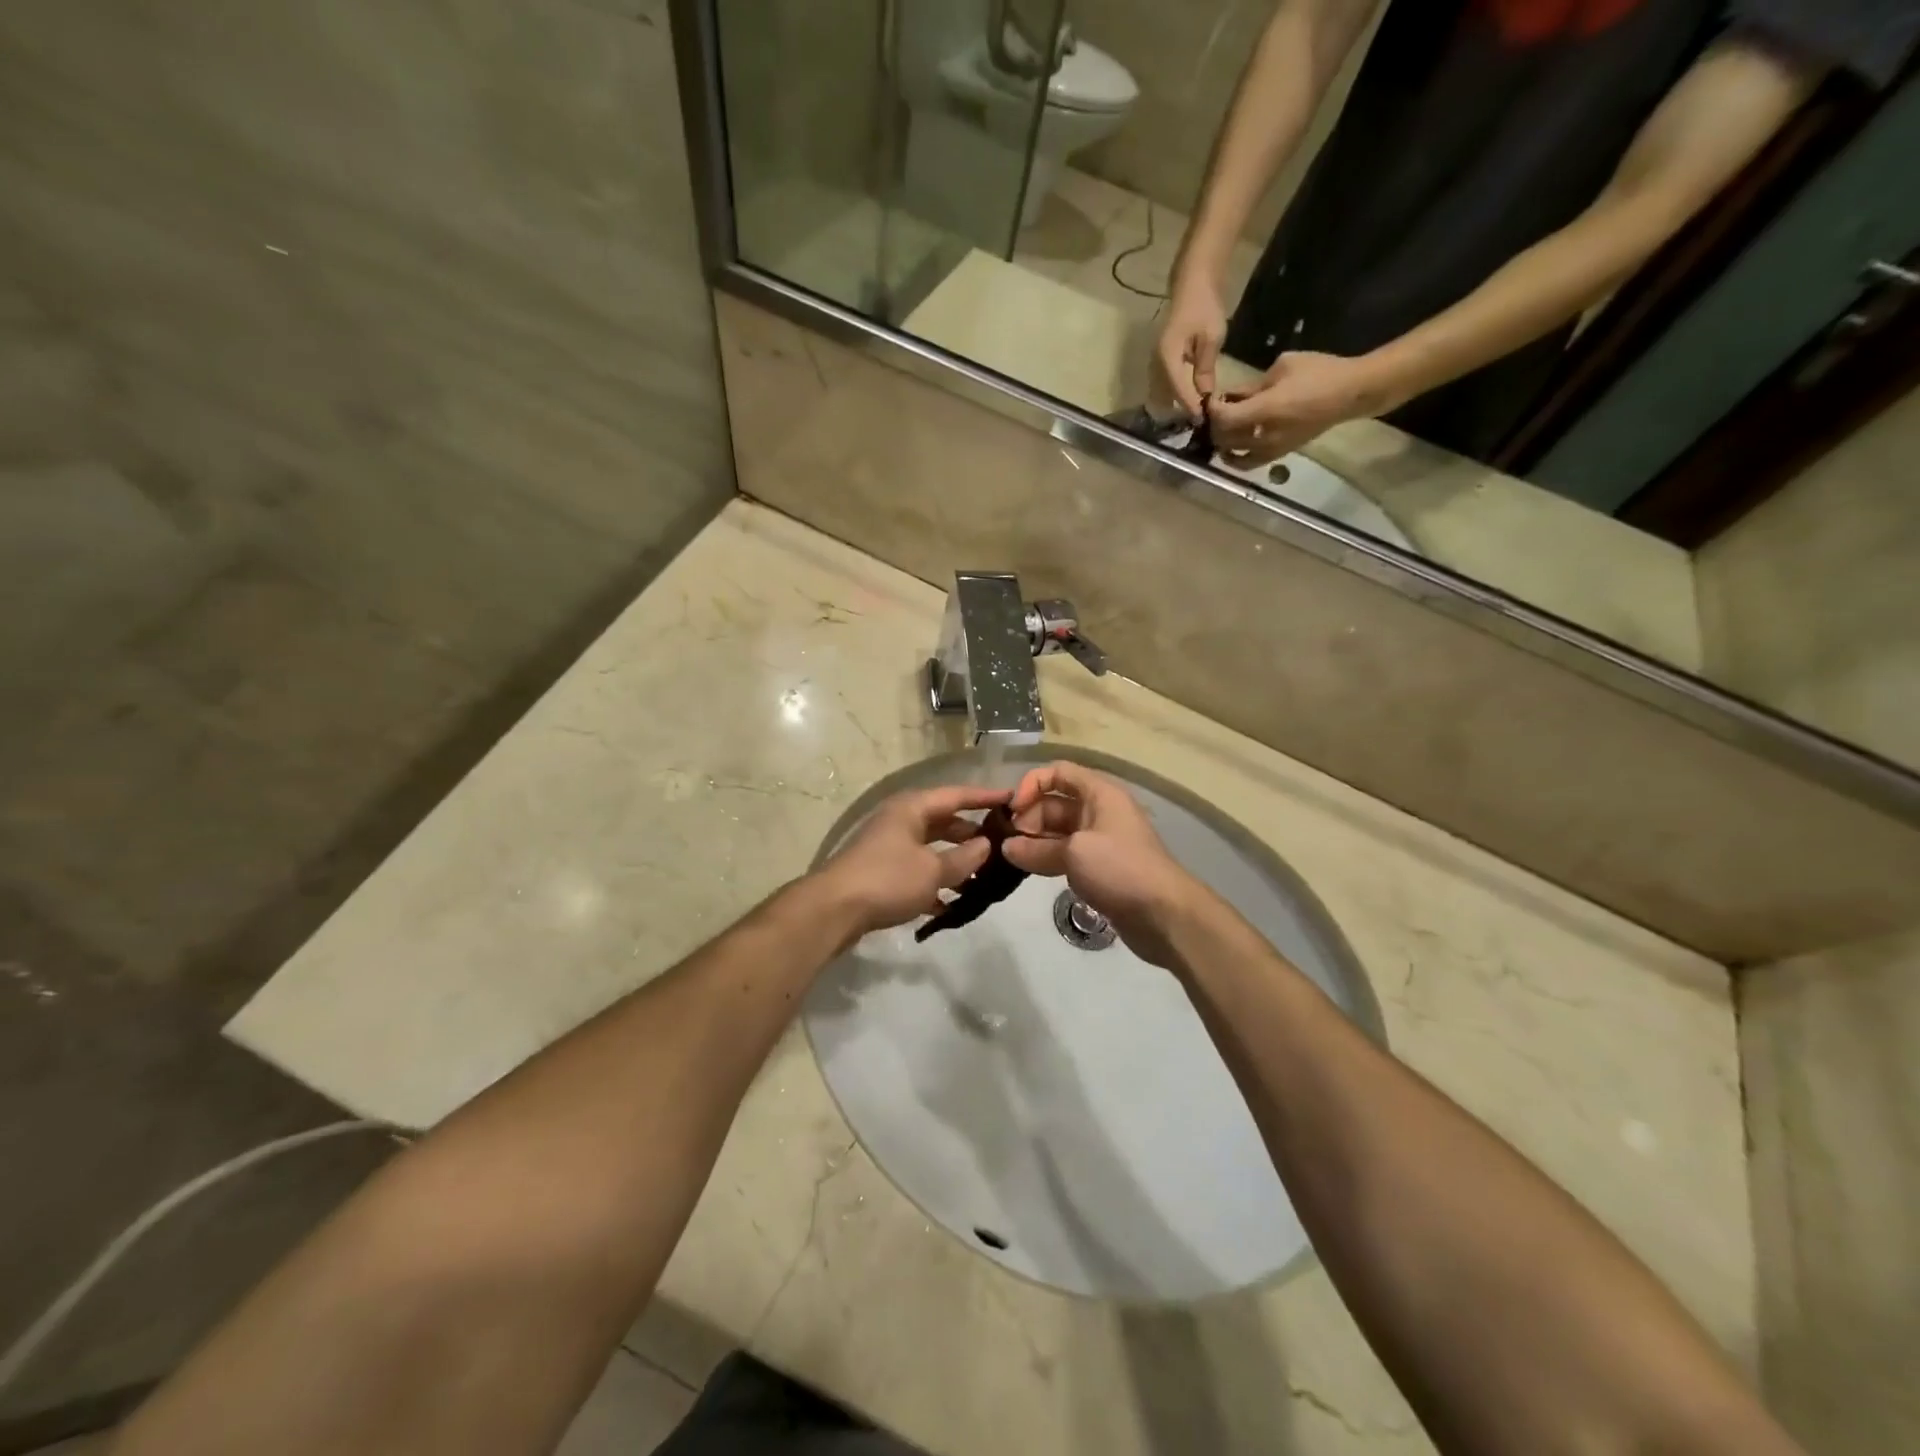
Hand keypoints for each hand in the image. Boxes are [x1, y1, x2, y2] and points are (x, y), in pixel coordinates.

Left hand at [814, 784, 1010, 940]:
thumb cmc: (887, 880)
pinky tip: (952, 904)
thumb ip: (964, 858)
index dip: (986, 796)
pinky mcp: (882, 872)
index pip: (957, 795)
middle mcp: (900, 820)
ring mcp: (889, 846)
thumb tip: (986, 845)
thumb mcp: (933, 870)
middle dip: (972, 834)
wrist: (833, 910)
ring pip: (931, 848)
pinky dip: (935, 883)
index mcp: (912, 808)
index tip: (1013, 799)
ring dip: (955, 862)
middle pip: (944, 821)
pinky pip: (917, 871)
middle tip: (1002, 845)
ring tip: (983, 879)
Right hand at [1002, 761, 1203, 968]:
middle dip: (1028, 817)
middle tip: (1007, 841)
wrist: (1164, 914)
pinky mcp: (1098, 867)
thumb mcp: (1074, 852)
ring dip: (1033, 840)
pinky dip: (1046, 858)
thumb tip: (1007, 848)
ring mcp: (1099, 840)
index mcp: (1099, 793)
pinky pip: (1065, 853)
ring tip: (1010, 857)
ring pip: (1057, 830)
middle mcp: (1099, 810)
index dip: (1031, 784)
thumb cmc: (1120, 869)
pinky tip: (1027, 870)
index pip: (1058, 772)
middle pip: (1054, 802)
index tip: (1012, 810)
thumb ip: (1036, 848)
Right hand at [1154, 277, 1227, 420]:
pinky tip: (1192, 395)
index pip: (1179, 390)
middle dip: (1185, 407)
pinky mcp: (1161, 360)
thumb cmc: (1204, 306)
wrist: (1193, 283)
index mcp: (1168, 357)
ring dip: (1180, 401)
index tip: (1204, 419)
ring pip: (1166, 391)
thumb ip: (1205, 369)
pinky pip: (1167, 383)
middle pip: (1169, 395)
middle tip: (1203, 418)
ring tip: (1198, 410)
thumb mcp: (1211, 338)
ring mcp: (1156, 362)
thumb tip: (1205, 395)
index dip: (1191, 406)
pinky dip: (1178, 391)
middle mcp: (1157, 363)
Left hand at [1209, 351, 1398, 465]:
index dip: (1212, 410)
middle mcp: (1265, 435)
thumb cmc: (1319, 372)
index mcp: (1265, 409)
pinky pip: (1248, 464)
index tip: (1210, 400)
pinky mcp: (1278, 455)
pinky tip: (1232, 448)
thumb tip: (1231, 396)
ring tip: (1222, 429)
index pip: (1224, 418)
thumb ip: (1251, 386)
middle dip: (1215, 426)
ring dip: (1222, 442)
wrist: (1350, 393)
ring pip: (1232, 454)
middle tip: (1215, 413)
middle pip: (1224, 438)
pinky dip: (1235, 458)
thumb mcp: (1282, 367)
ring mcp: (1271, 449)